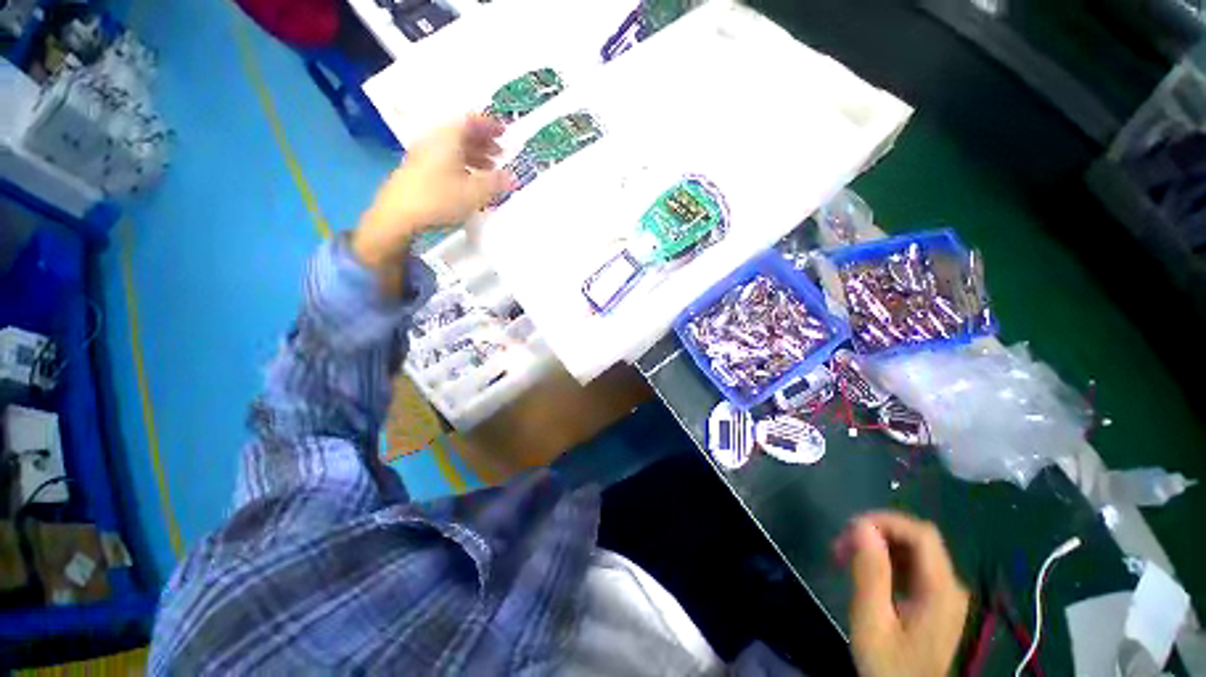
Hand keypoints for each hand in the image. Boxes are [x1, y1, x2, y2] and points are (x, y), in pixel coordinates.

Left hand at [352, 115, 511, 270]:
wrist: (398, 215)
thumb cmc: (440, 197)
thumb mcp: (475, 192)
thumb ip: (496, 182)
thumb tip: (514, 178)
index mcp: (448, 137)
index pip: (471, 120)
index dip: (490, 124)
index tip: (505, 132)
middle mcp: (434, 141)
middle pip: (461, 133)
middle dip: (484, 142)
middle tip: (501, 153)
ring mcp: (424, 155)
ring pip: (453, 148)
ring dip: (474, 155)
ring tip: (490, 169)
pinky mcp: (418, 170)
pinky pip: (446, 160)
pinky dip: (462, 165)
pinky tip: (470, 182)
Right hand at [834, 512, 969, 676]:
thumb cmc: (888, 664)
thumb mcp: (872, 621)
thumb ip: (870, 572)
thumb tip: (861, 526)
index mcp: (940, 590)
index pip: (921, 534)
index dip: (884, 521)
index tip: (849, 530)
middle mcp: (950, 585)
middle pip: (917, 539)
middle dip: (876, 533)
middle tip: (841, 546)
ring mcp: (945, 594)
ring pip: (913, 550)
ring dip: (877, 546)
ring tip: (846, 558)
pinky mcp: (936, 601)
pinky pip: (912, 566)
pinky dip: (886, 561)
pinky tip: (865, 573)